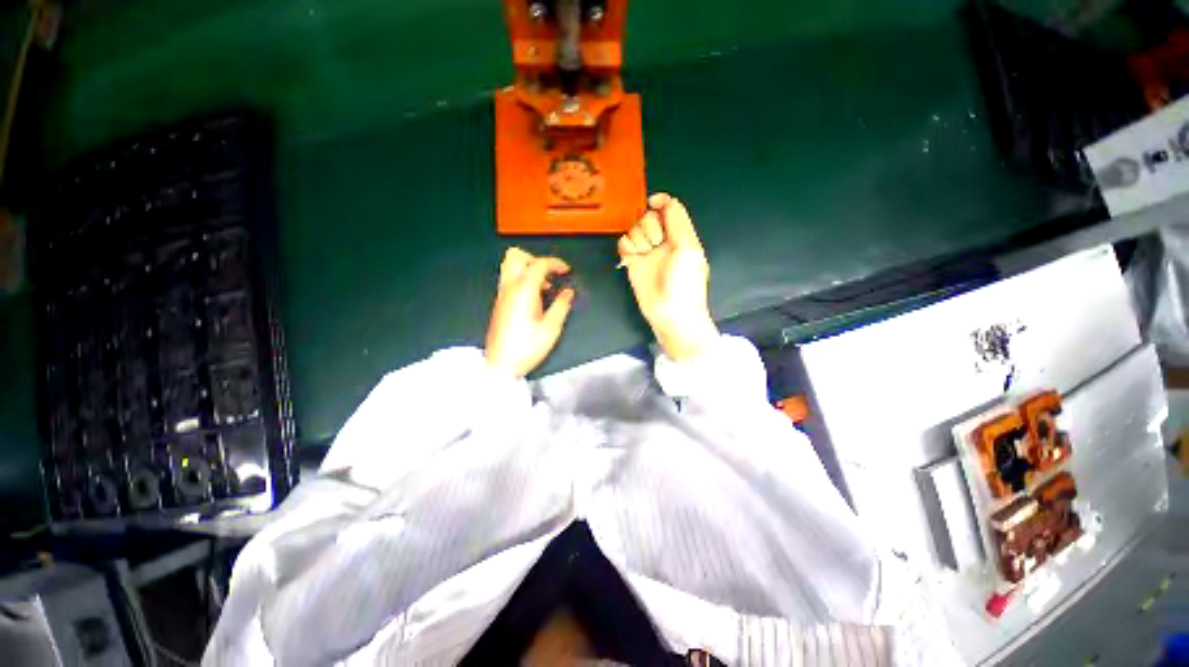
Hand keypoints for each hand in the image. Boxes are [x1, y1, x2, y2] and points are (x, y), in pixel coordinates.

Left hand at [485, 247, 574, 377]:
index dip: (555, 263)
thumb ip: (561, 306)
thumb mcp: (551, 328)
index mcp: (523, 291)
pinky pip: (509, 280)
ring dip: (529, 269)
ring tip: (545, 285)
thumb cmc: (526, 347)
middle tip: (550, 273)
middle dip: (536, 259)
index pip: (538, 264)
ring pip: (510, 266)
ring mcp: (502, 295)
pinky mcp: (500, 303)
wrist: (501, 365)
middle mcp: (509, 288)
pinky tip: (535, 297)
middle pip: (516, 256)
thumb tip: (568, 292)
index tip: (566, 270)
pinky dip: (523, 280)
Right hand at [618, 193, 719, 361]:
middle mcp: (663, 242)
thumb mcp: (688, 247)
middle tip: (656, 243)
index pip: (669, 209)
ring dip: (638, 238)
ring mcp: (647, 253)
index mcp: (680, 236)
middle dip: (650, 226)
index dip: (660, 202)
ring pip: (634, 229)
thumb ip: (678, 220)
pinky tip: (631, 256)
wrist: (671, 313)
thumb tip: (665, 200)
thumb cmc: (685, 283)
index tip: (653, 203)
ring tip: (645, 254)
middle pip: (648, 217)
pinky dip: (626, 247)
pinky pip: (624, 244)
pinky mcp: (633, 264)